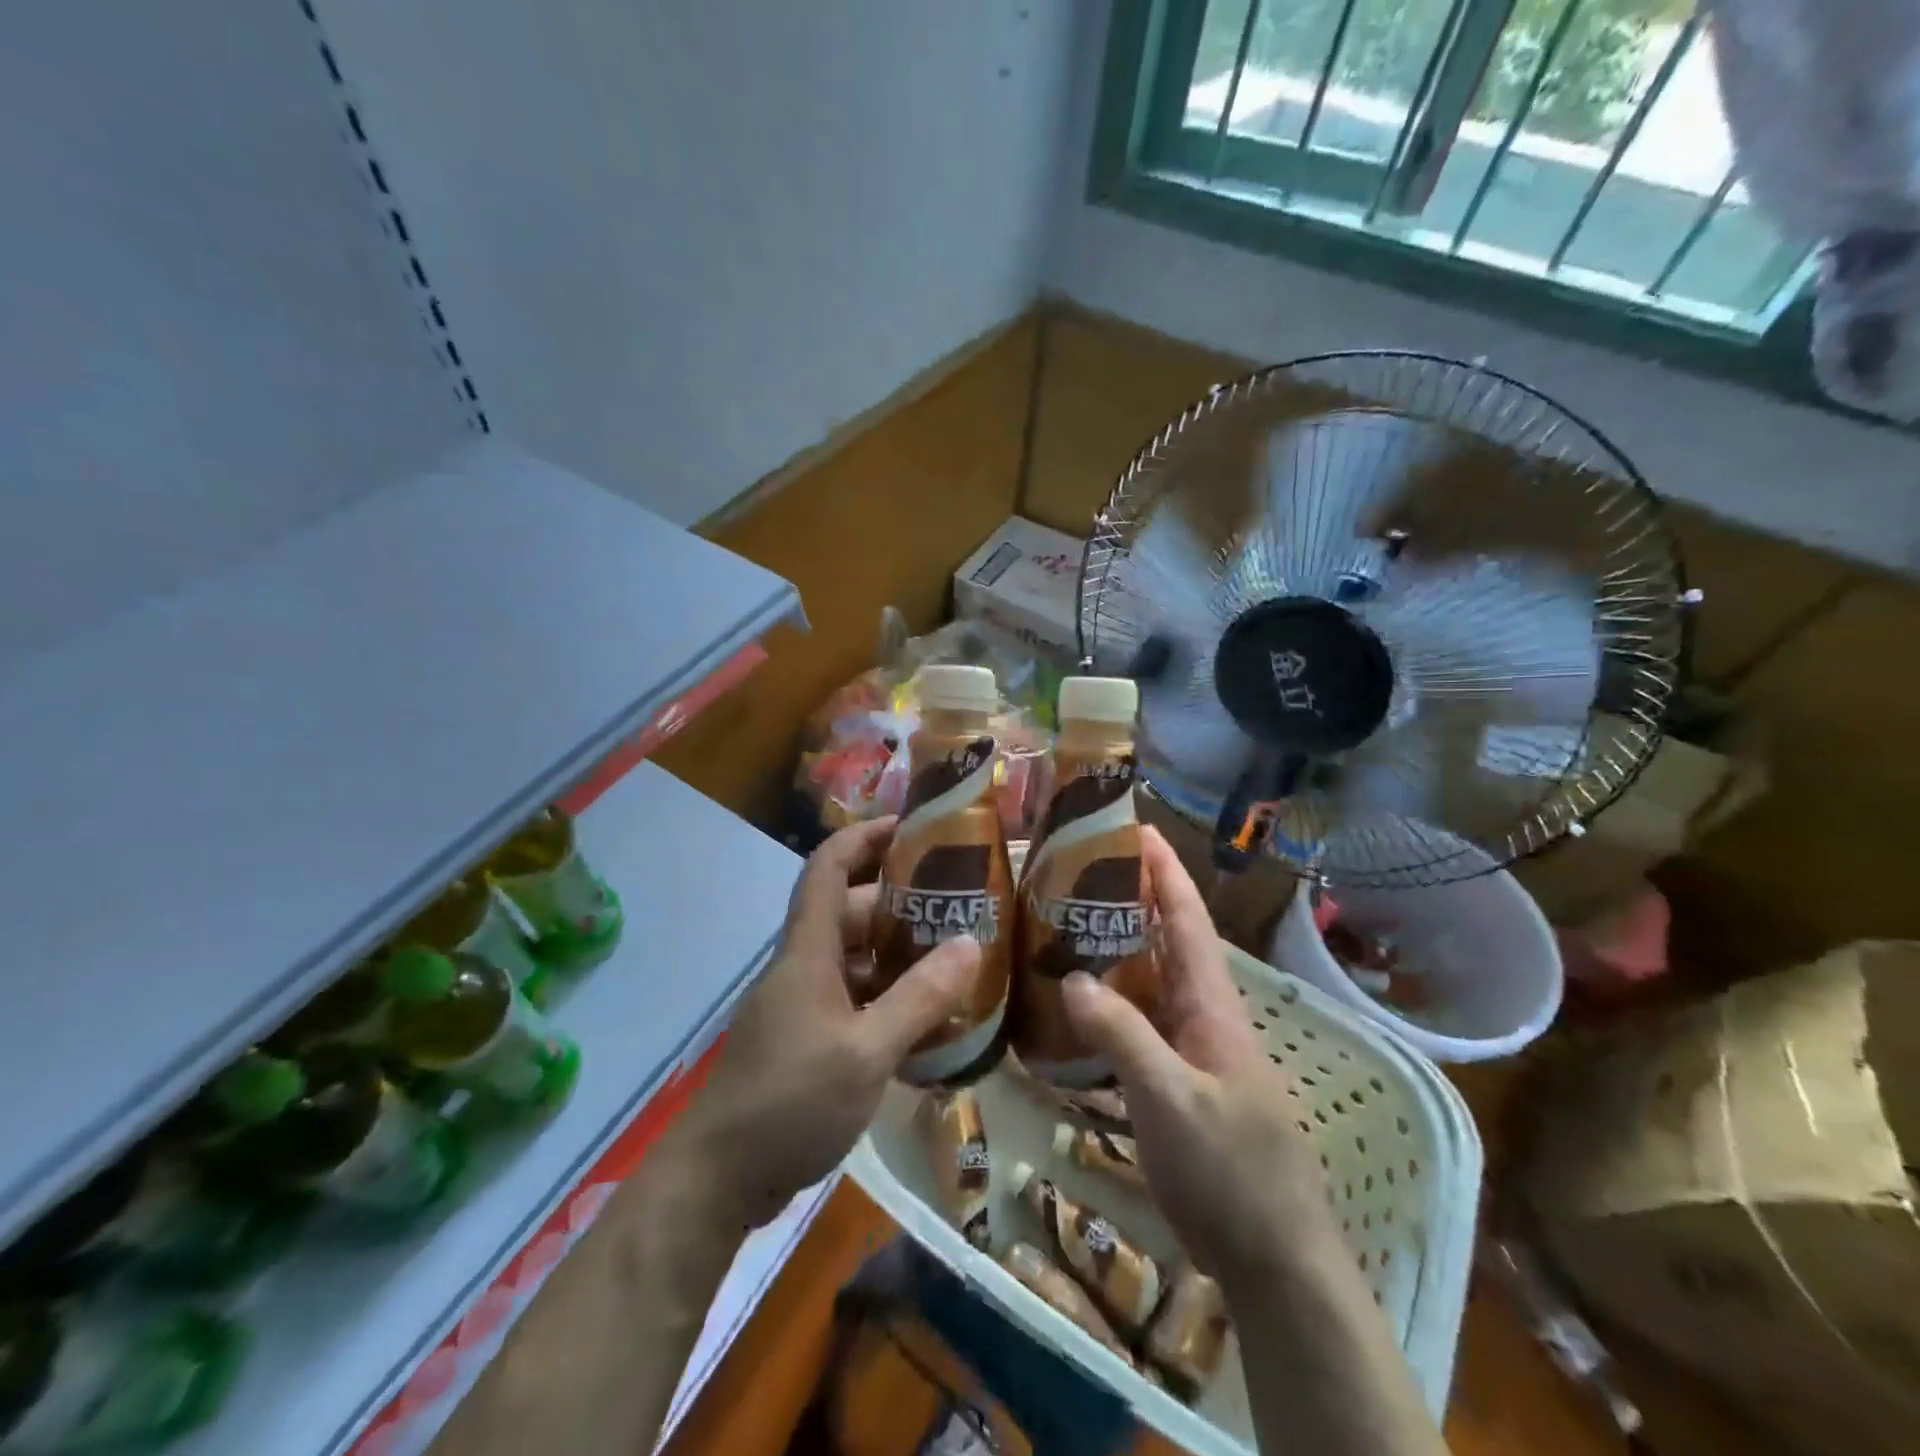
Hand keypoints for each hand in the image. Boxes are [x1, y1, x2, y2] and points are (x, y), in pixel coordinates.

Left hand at [670, 818, 978, 1226]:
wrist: (719, 1178)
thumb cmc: (791, 1100)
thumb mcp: (866, 1052)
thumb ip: (918, 998)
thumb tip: (970, 943)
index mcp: (808, 952)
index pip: (827, 868)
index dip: (863, 837)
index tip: (908, 825)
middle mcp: (802, 967)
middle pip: (849, 913)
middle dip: (899, 903)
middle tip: (957, 906)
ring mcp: (802, 1006)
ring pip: (854, 960)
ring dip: (897, 955)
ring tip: (954, 957)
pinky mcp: (805, 1041)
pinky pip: (852, 1000)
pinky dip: (887, 997)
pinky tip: (926, 1018)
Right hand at [1062, 827, 1331, 1282]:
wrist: (1273, 1256)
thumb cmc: (1231, 1170)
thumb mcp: (1171, 1100)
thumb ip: (1123, 1035)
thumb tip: (1072, 977)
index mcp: (1212, 1003)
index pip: (1188, 917)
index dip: (1165, 870)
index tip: (1133, 827)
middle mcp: (1202, 1013)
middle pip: (1166, 939)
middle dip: (1130, 898)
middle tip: (1074, 871)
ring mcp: (1191, 1047)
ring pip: (1148, 979)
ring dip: (1114, 947)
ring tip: (1061, 923)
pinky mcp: (1176, 1078)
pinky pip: (1138, 1021)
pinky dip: (1108, 1000)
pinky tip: (1072, 1003)